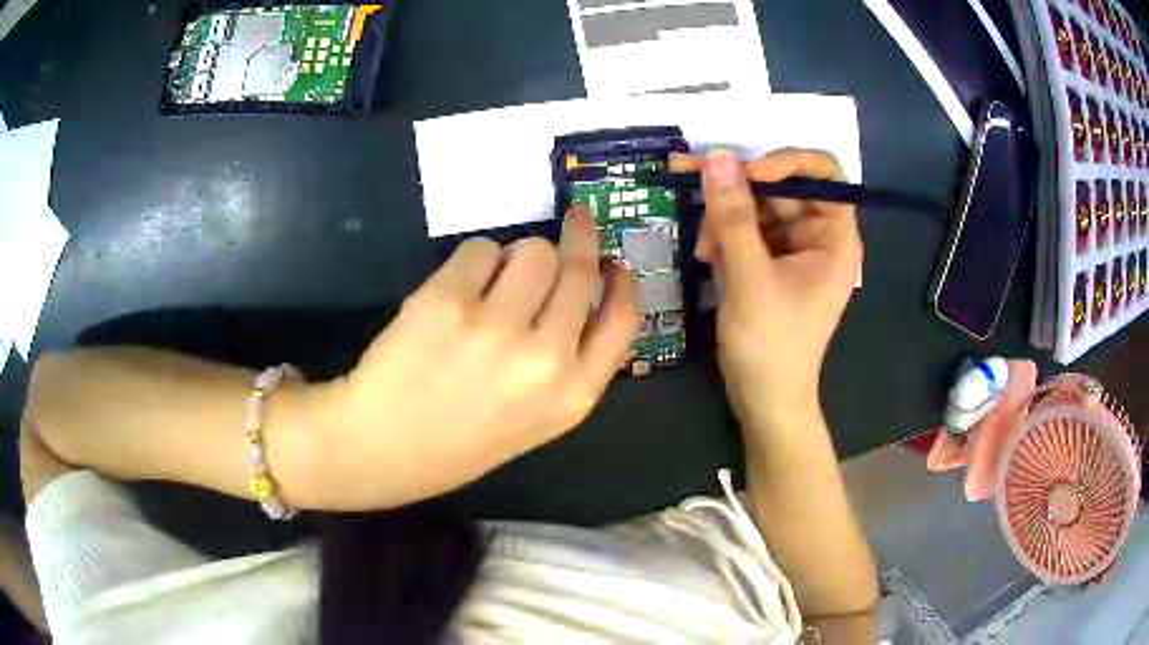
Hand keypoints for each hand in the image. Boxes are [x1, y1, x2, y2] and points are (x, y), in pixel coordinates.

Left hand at [310, 207, 638, 509]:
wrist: (384, 448)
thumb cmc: (461, 439)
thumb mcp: (538, 419)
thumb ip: (569, 364)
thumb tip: (577, 290)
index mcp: (573, 394)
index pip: (623, 318)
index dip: (622, 280)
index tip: (614, 260)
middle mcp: (544, 359)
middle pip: (579, 270)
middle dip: (580, 237)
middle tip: (576, 219)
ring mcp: (495, 327)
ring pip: (533, 250)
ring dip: (519, 255)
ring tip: (494, 280)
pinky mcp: (447, 301)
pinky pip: (480, 249)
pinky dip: (474, 260)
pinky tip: (456, 291)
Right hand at [670, 149, 861, 431]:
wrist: (763, 399)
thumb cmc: (772, 345)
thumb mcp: (751, 279)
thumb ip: (735, 218)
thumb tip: (718, 157)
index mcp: (835, 236)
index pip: (822, 173)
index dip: (785, 162)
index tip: (744, 173)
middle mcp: (817, 234)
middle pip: (780, 185)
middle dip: (737, 189)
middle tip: (687, 176)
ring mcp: (791, 247)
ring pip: (755, 204)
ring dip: (723, 216)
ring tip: (702, 245)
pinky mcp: (768, 260)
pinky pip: (744, 228)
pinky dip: (722, 235)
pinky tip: (706, 255)